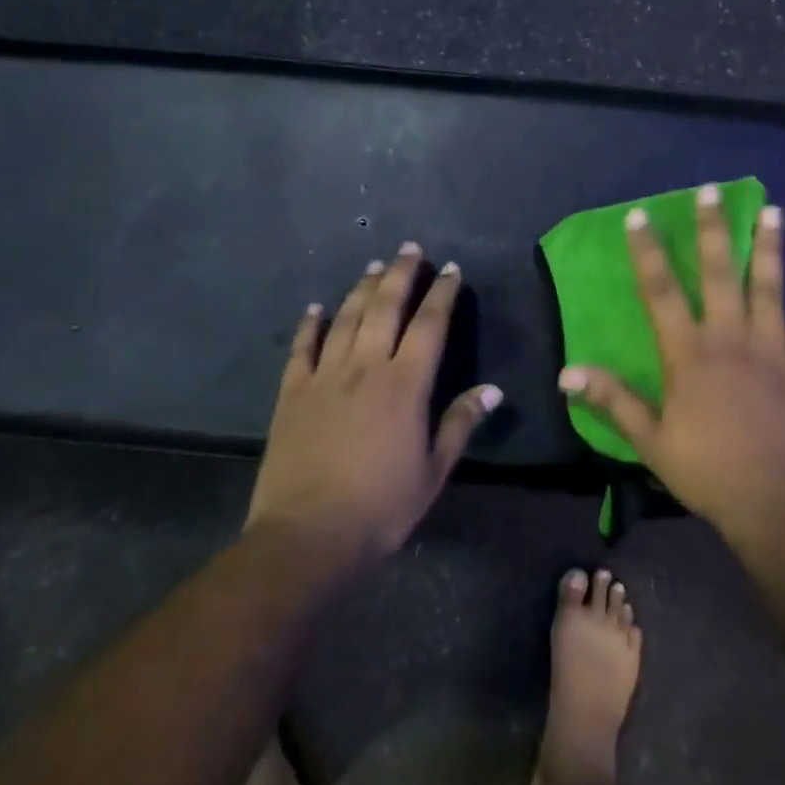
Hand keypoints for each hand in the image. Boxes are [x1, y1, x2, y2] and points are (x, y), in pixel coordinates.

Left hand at [248, 243, 499, 564]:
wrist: (308, 535)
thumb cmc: (381, 507)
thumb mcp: (433, 471)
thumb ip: (460, 424)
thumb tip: (491, 390)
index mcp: (405, 384)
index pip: (430, 325)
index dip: (442, 294)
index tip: (450, 270)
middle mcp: (366, 367)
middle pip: (385, 307)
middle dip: (400, 274)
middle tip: (409, 249)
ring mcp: (325, 376)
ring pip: (346, 318)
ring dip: (361, 289)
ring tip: (373, 266)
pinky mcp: (292, 392)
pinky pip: (302, 348)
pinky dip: (309, 325)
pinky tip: (315, 308)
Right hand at [558, 186, 784, 538]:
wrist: (780, 506)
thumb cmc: (709, 473)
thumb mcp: (651, 441)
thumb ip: (612, 401)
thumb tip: (567, 373)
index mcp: (689, 355)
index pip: (661, 293)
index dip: (648, 253)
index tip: (640, 216)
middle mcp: (731, 339)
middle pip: (720, 275)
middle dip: (713, 230)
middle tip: (711, 191)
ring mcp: (773, 351)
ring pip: (770, 289)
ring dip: (771, 249)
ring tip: (774, 211)